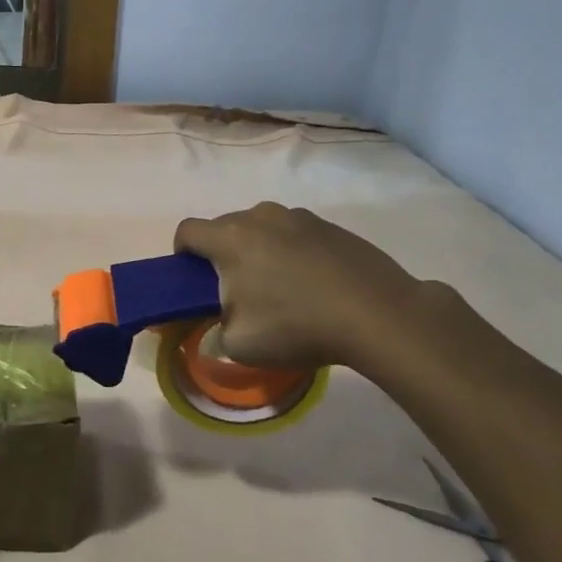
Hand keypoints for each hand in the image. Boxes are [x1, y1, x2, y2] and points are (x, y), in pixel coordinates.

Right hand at [175, 203, 429, 374]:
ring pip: (263, 229)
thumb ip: (216, 331)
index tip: (194, 281)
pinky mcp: (331, 225)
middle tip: (239, 293)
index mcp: (231, 238)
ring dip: (260, 252)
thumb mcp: (240, 345)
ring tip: (282, 290)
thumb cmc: (298, 326)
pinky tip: (315, 286)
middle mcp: (260, 216)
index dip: (182, 254)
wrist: (379, 314)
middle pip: (225, 228)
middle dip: (223, 255)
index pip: (187, 231)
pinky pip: (296, 235)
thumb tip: (220, 323)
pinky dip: (293, 253)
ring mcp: (299, 216)